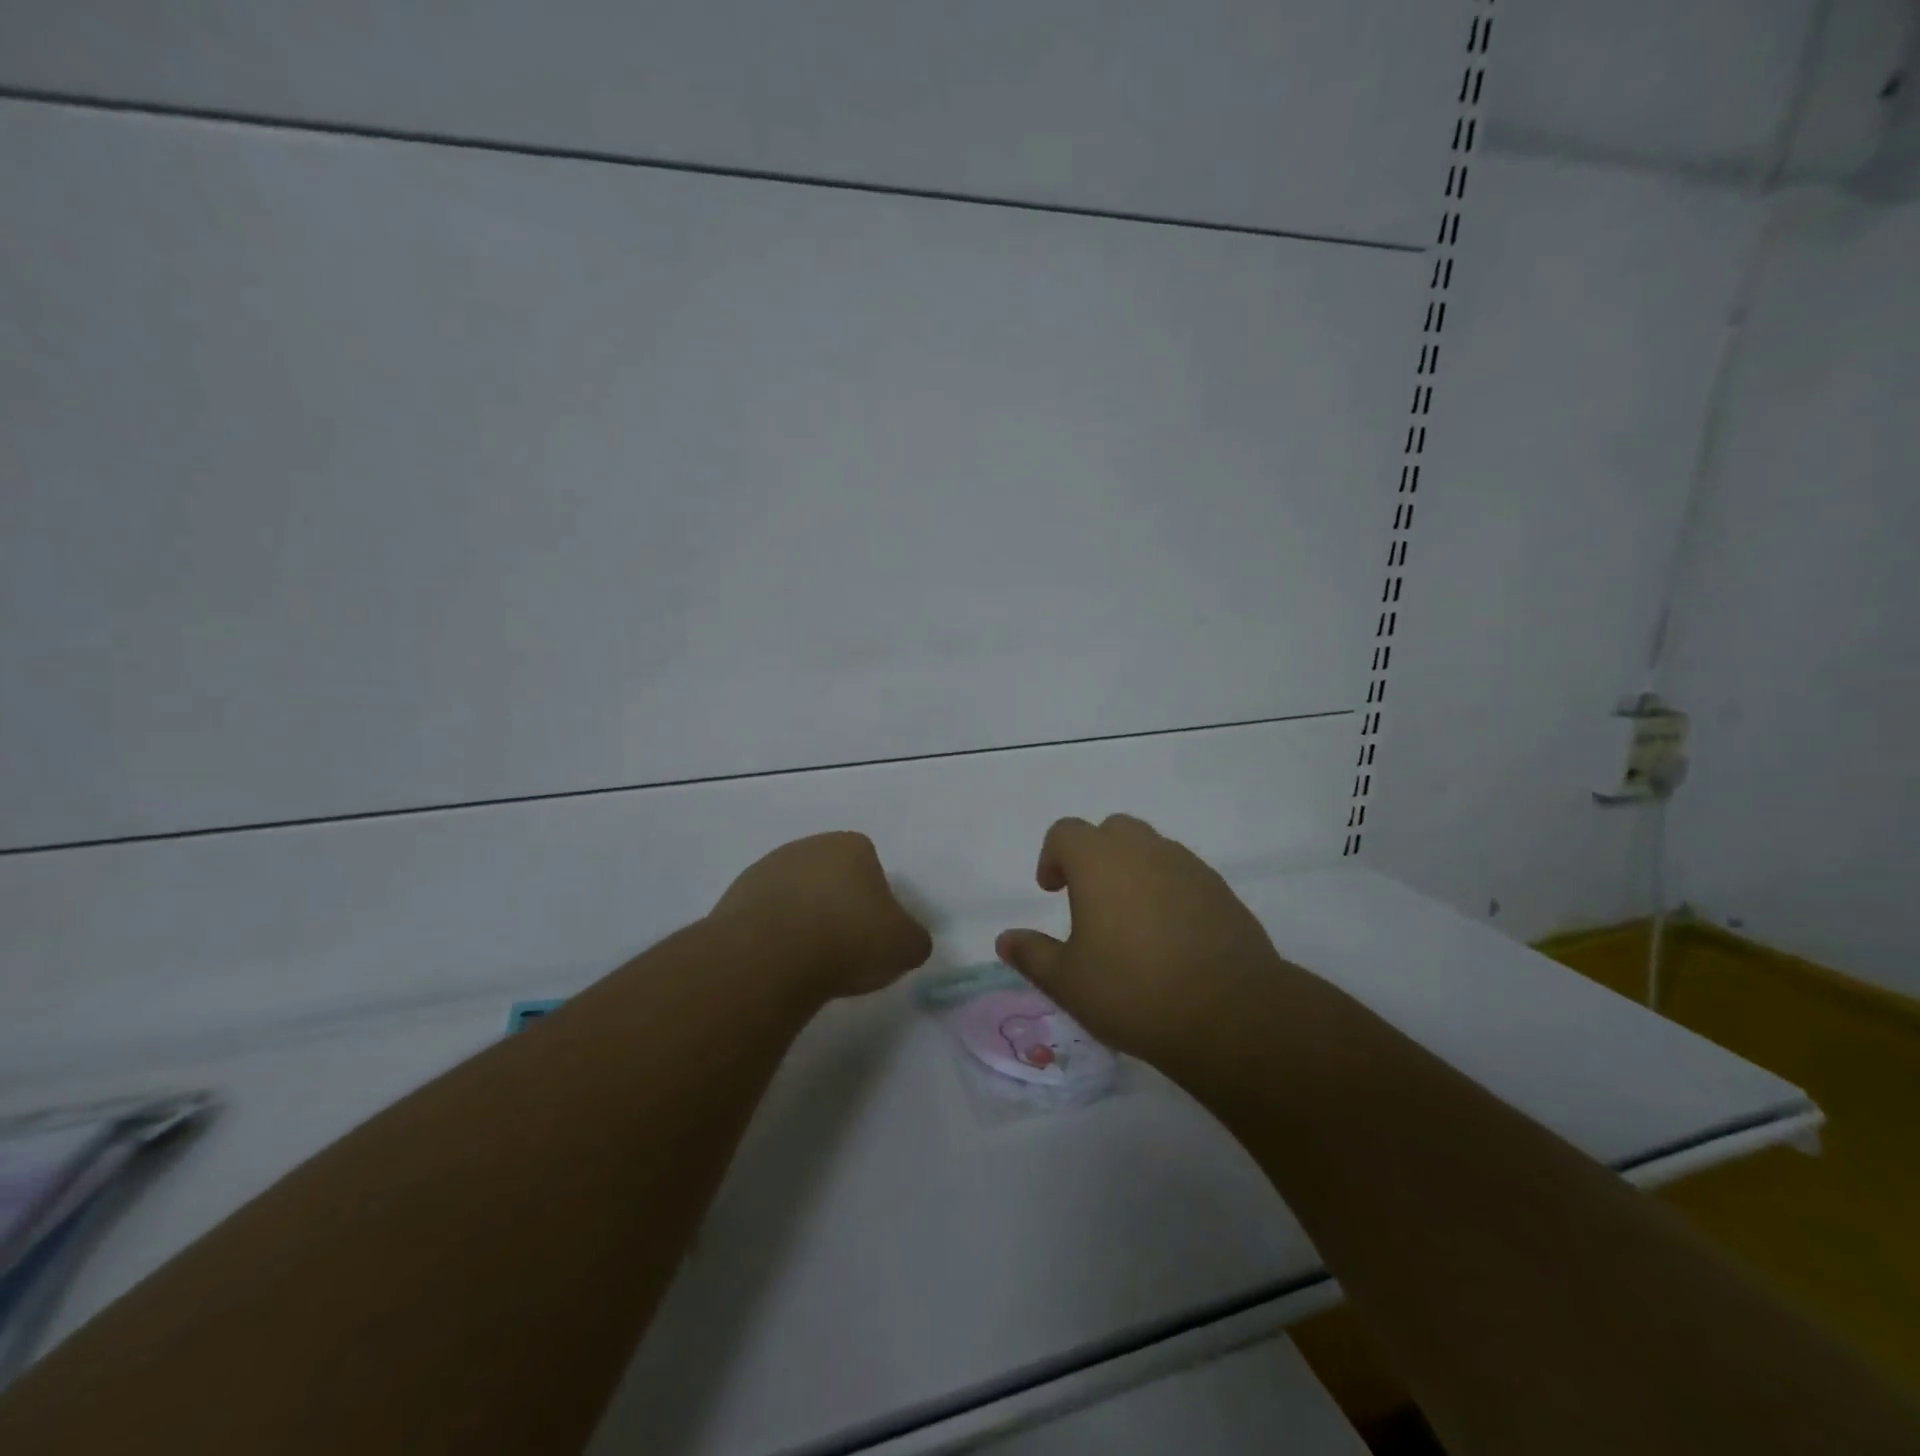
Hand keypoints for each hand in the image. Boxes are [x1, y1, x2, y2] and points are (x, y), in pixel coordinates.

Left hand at [710, 831, 931, 1001]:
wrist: (771, 957)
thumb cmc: (849, 940)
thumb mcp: (906, 946)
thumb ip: (913, 939)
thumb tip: (906, 942)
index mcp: (852, 846)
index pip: (871, 867)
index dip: (875, 903)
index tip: (872, 936)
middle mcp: (808, 847)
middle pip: (830, 878)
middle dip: (837, 907)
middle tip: (843, 950)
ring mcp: (766, 869)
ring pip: (795, 896)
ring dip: (802, 921)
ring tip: (808, 963)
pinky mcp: (734, 897)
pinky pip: (764, 917)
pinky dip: (773, 937)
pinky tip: (778, 965)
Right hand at [995, 814, 1294, 1074]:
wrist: (1229, 1013)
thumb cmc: (1133, 991)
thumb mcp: (1068, 982)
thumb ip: (1032, 955)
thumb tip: (1005, 940)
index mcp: (1099, 861)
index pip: (1066, 832)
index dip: (1052, 856)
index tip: (1051, 890)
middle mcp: (1144, 850)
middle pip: (1111, 830)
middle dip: (1094, 855)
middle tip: (1088, 898)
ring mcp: (1187, 866)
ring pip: (1151, 849)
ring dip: (1132, 870)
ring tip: (1129, 920)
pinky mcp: (1220, 890)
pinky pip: (1182, 873)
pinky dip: (1166, 889)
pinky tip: (1168, 935)